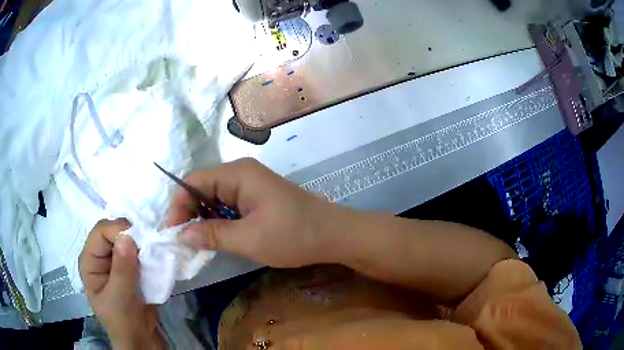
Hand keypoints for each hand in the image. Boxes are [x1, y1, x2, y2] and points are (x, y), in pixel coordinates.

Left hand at [79, 219, 164, 349]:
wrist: (140, 340)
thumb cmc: (123, 321)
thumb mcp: (120, 298)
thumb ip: (122, 269)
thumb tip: (127, 237)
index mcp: (90, 261)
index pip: (101, 232)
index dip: (118, 231)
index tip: (140, 240)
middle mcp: (101, 256)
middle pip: (114, 233)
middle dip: (132, 236)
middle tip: (150, 245)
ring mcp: (116, 262)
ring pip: (128, 241)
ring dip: (142, 244)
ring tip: (156, 252)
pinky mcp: (130, 269)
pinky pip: (139, 253)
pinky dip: (148, 253)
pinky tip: (157, 259)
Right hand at [167, 158, 344, 267]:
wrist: (333, 235)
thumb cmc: (293, 235)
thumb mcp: (249, 239)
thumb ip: (212, 235)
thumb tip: (181, 235)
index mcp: (238, 174)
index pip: (193, 182)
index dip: (178, 205)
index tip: (171, 232)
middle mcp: (241, 173)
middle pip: (202, 188)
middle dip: (188, 213)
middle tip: (183, 240)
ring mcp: (250, 185)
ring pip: (214, 198)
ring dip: (203, 218)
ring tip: (197, 241)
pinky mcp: (257, 198)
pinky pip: (228, 205)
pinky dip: (218, 220)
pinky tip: (216, 236)